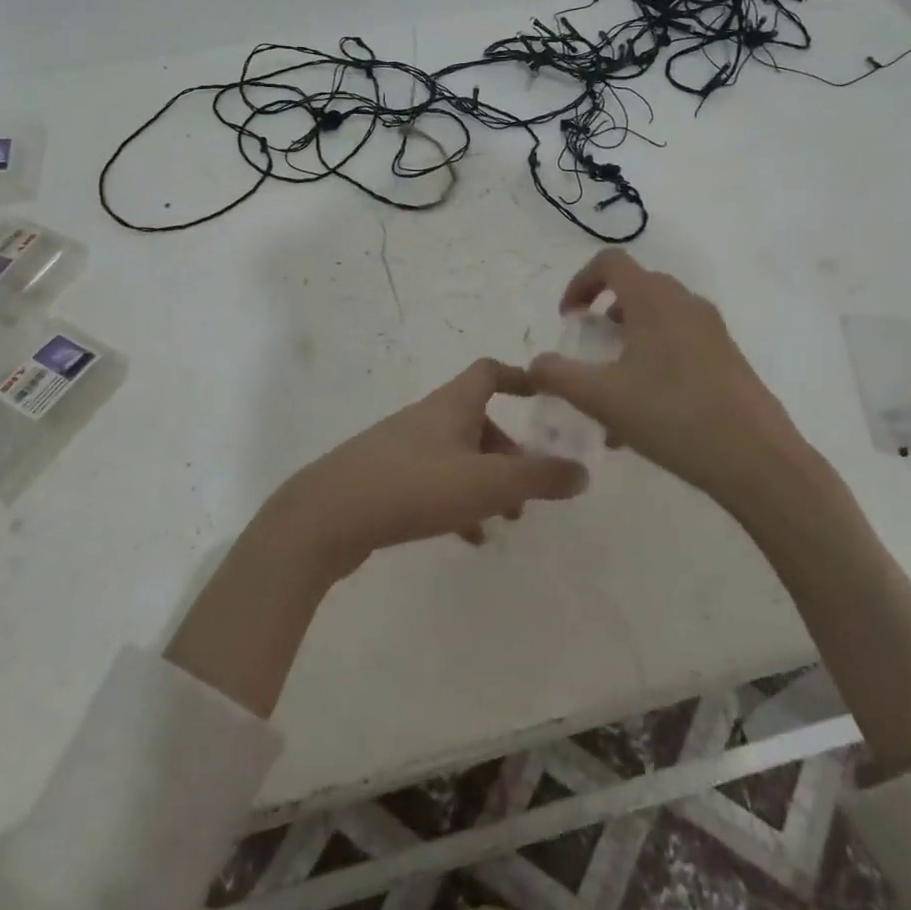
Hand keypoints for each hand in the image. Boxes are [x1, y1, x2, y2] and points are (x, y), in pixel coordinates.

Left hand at [264, 358, 590, 581]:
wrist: (328, 515)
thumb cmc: (413, 486)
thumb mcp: (486, 484)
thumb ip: (538, 477)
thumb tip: (582, 471)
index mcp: (452, 405)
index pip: (489, 372)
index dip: (519, 378)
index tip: (545, 398)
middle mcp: (427, 418)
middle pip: (477, 420)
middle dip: (509, 451)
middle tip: (530, 488)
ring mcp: (403, 448)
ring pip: (457, 455)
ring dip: (486, 480)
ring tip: (506, 520)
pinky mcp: (385, 478)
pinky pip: (434, 482)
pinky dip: (457, 502)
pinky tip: (469, 537)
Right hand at [527, 250, 812, 507]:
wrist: (757, 459)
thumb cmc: (673, 416)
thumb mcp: (601, 398)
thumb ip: (558, 375)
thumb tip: (535, 365)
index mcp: (653, 300)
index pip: (610, 262)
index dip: (580, 282)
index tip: (569, 320)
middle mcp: (685, 304)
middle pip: (635, 288)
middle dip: (605, 314)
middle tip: (591, 350)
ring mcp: (712, 330)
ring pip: (659, 318)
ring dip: (629, 340)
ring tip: (614, 389)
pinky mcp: (728, 358)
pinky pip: (681, 342)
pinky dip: (654, 359)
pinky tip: (646, 413)